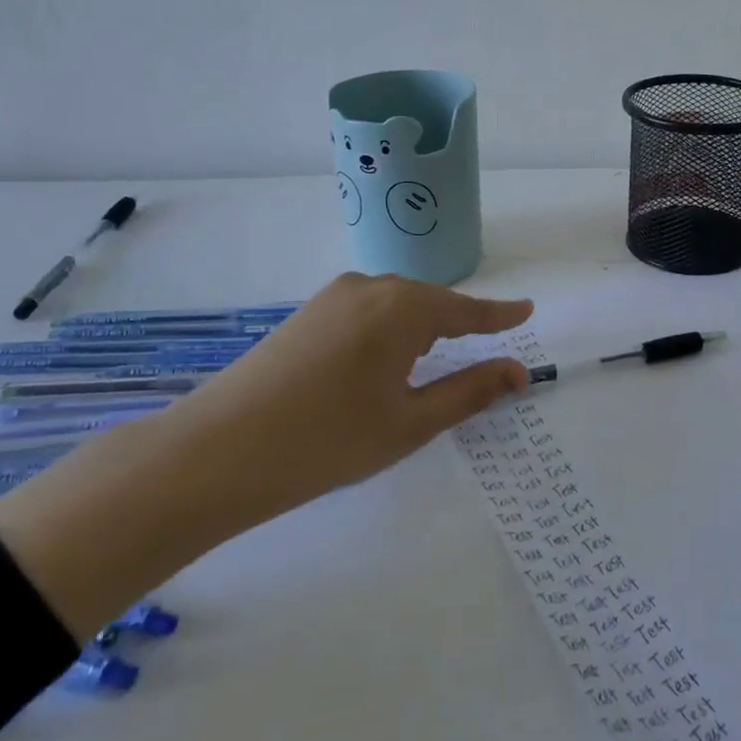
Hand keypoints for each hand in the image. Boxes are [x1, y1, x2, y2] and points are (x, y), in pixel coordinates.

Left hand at [0, 274, 532, 639]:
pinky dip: (387, 335)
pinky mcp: (305, 315)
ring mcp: (332, 298)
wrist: (214, 453)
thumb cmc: (327, 440)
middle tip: (480, 355)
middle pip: (430, 304)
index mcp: (402, 307)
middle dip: (457, 327)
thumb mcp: (411, 422)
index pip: (467, 310)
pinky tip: (379, 367)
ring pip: (396, 308)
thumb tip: (518, 372)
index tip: (527, 310)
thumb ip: (470, 391)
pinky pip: (366, 315)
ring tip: (427, 369)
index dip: (499, 314)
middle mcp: (370, 287)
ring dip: (419, 333)